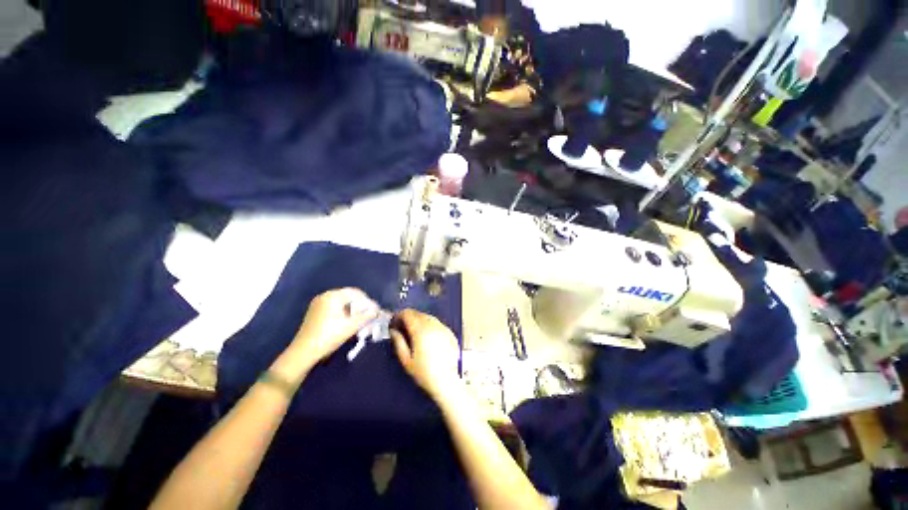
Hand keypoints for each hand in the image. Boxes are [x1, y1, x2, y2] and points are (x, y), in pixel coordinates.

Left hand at [290, 288, 378, 365]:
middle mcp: (325, 296)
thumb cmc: (329, 336)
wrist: (304, 352)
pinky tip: (348, 322)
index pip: (356, 293)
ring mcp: (318, 304)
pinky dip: (343, 313)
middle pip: (348, 297)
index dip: (367, 301)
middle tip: (369, 315)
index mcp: (333, 296)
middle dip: (360, 305)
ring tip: (360, 320)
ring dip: (352, 310)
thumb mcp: (351, 326)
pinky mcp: (315, 313)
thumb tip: (377, 311)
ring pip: (341, 303)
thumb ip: (366, 316)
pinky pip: (334, 308)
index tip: (375, 311)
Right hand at [390, 309, 461, 401]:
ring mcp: (443, 327)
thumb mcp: (406, 359)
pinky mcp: (450, 332)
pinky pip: (437, 323)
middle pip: (418, 314)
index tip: (394, 322)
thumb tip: (393, 330)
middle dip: (408, 317)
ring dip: (419, 320)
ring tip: (414, 332)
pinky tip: (427, 337)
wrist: (447, 381)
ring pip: (428, 317)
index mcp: (420, 329)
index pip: (408, 313)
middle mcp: (432, 324)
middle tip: (402, 327)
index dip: (399, 315)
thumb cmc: (423, 372)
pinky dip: (429, 325)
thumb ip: (398, 342)